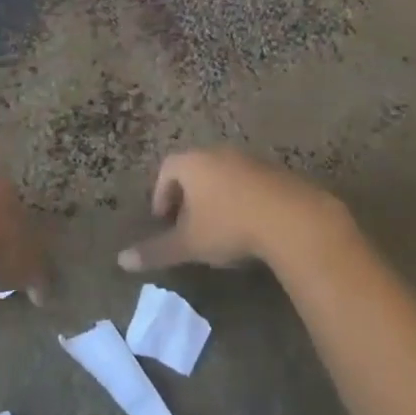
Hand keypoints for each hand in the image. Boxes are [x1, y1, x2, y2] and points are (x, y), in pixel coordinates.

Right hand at [119, 149, 349, 271]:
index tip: (164, 220)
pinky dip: (243, 201)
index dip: (161, 194)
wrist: (294, 220)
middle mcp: (220, 154)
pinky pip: (251, 184)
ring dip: (217, 198)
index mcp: (193, 163)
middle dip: (189, 196)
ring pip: (225, 176)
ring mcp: (252, 161)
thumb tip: (121, 260)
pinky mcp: (278, 174)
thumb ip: (156, 251)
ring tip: (219, 229)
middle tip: (188, 224)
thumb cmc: (229, 226)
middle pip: (196, 170)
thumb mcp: (189, 244)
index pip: (167, 169)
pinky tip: (250, 228)